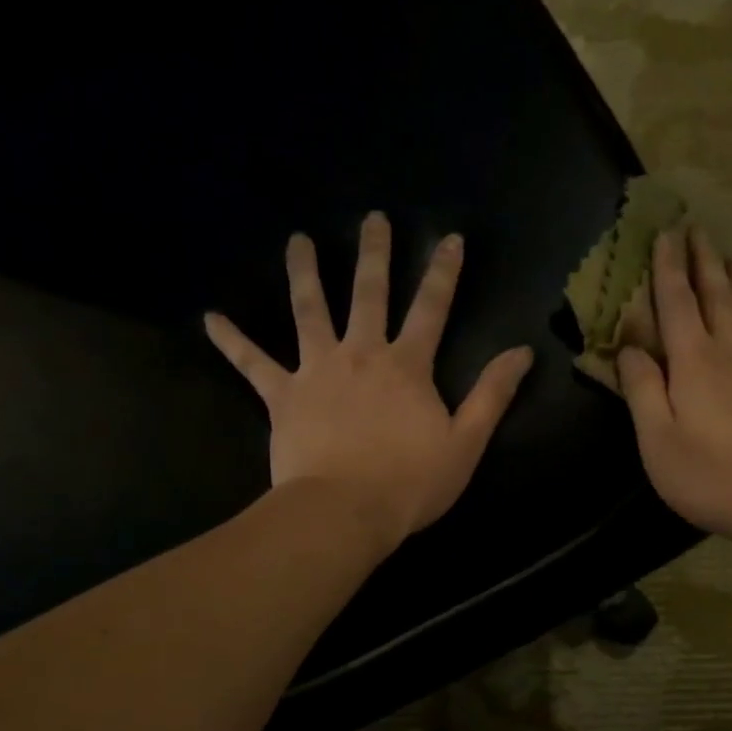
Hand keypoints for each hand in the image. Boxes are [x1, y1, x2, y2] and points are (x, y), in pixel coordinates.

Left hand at [205, 213, 534, 553]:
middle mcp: (361, 354)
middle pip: (369, 294)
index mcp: (407, 366)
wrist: (345, 512)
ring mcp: (317, 371)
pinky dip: (231, 341)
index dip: (443, 272)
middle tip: (372, 218)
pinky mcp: (282, 396)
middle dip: (374, 253)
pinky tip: (209, 318)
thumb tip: (521, 352)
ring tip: (297, 241)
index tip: (451, 238)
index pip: (431, 308)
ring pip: (309, 311)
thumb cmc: (410, 484)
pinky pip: (252, 363)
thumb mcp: (466, 443)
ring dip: (305, 273)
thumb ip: (492, 395)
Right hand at [617, 227, 731, 546]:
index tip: (665, 233)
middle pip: (717, 296)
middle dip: (704, 261)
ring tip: (731, 256)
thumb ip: (642, 389)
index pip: (676, 303)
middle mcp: (730, 353)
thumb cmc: (707, 475)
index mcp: (694, 362)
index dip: (667, 268)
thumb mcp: (656, 439)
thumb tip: (630, 348)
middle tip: (697, 229)